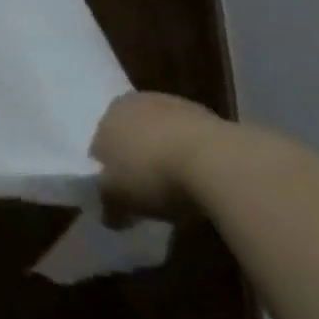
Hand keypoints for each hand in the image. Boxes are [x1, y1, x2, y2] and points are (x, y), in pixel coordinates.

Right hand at [90, 91, 229, 222]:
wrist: (217, 162)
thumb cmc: (151, 174)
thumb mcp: (118, 199)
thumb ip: (108, 204)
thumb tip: (109, 216)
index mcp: (109, 112)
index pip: (100, 141)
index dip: (108, 169)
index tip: (119, 194)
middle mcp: (138, 102)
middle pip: (133, 134)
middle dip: (137, 159)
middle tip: (146, 192)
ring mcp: (177, 106)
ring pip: (164, 135)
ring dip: (167, 157)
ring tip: (178, 191)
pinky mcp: (213, 118)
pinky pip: (193, 142)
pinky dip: (194, 159)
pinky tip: (202, 183)